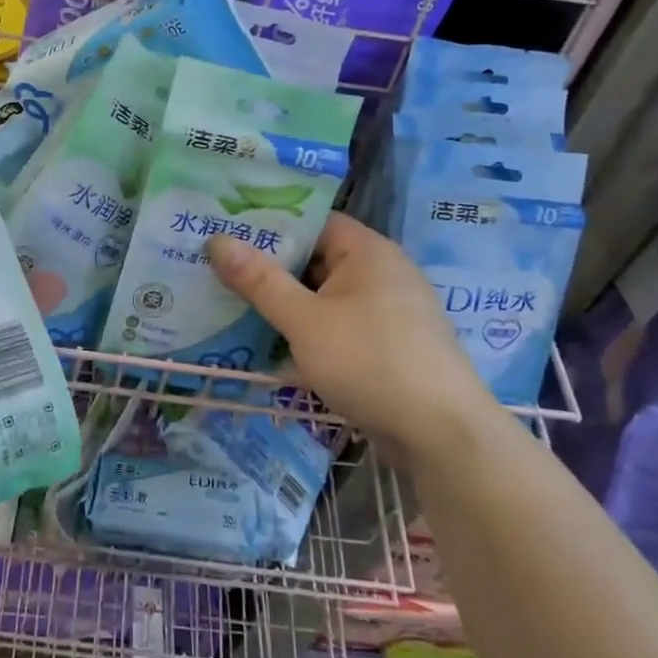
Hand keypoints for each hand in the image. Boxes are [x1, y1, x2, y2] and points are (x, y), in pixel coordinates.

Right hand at [206, 213, 495, 452]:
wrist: (441, 435)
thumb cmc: (370, 362)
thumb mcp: (305, 320)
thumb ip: (260, 281)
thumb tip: (217, 240)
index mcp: (367, 251)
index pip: (312, 222)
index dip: (270, 225)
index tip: (227, 234)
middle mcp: (382, 272)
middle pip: (317, 259)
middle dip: (271, 270)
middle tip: (219, 272)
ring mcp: (388, 311)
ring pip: (325, 297)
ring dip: (287, 305)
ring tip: (235, 307)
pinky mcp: (389, 346)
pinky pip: (339, 326)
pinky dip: (309, 331)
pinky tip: (274, 346)